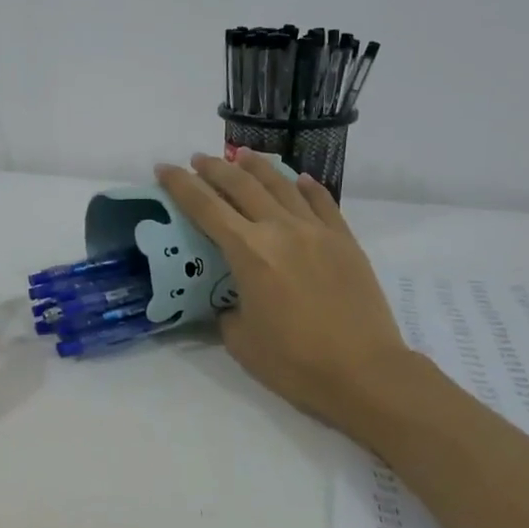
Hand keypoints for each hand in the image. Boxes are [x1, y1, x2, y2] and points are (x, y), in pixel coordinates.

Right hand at [156, 151, 409, 436]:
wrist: (364, 372)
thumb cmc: (295, 362)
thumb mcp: (241, 341)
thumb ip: (229, 311)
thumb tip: (233, 301)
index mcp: (249, 253)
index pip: (205, 207)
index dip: (180, 185)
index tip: (164, 168)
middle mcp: (280, 230)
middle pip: (241, 186)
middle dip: (214, 169)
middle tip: (198, 159)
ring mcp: (317, 231)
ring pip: (281, 185)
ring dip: (257, 167)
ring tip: (242, 155)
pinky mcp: (345, 241)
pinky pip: (322, 202)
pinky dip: (306, 187)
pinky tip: (298, 180)